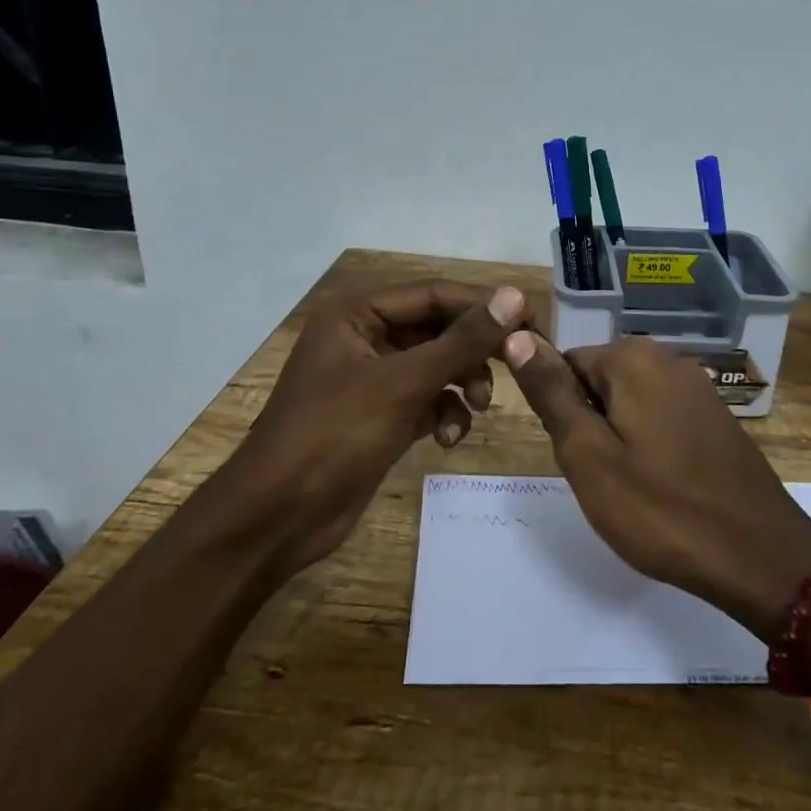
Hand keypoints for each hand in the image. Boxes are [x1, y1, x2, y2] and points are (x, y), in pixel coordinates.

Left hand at [218, 280, 526, 574]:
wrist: (279, 518)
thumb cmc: (334, 436)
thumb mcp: (402, 384)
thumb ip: (461, 341)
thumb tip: (513, 297)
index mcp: (357, 312)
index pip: (433, 293)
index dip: (482, 304)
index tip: (531, 319)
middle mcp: (365, 335)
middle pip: (438, 328)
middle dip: (474, 350)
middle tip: (517, 364)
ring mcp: (372, 377)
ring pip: (437, 365)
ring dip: (463, 383)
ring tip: (479, 407)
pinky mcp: (381, 414)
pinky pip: (427, 398)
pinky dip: (445, 413)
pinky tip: (448, 438)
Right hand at [502, 332, 810, 637]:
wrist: (760, 557)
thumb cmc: (660, 508)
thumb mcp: (587, 454)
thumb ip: (551, 392)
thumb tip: (514, 333)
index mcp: (632, 358)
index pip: (566, 364)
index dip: (561, 413)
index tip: (576, 457)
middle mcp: (668, 358)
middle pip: (600, 381)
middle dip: (590, 425)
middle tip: (601, 477)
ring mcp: (698, 387)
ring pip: (630, 404)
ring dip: (619, 439)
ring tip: (631, 487)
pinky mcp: (716, 417)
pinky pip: (662, 419)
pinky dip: (651, 447)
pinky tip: (662, 488)